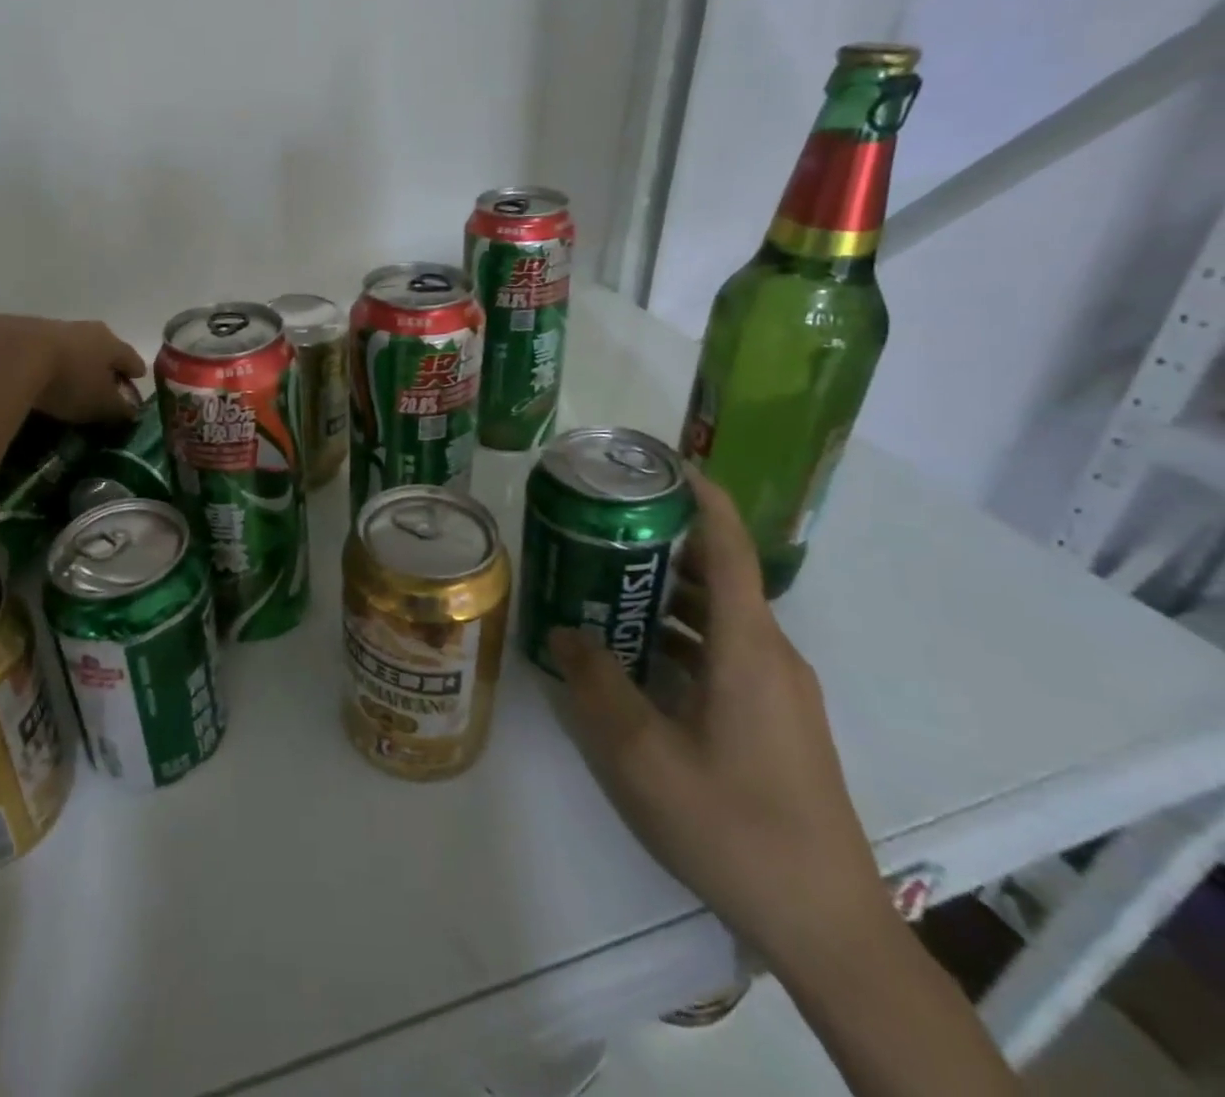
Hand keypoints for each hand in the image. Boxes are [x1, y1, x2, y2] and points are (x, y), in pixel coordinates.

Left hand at [0, 314, 145, 424]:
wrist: (8, 356)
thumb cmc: (69, 382)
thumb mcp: (101, 405)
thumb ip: (120, 409)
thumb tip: (130, 410)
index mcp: (110, 343)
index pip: (131, 358)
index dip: (134, 373)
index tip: (134, 384)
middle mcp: (83, 329)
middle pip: (99, 348)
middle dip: (101, 366)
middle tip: (99, 386)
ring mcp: (48, 326)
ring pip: (67, 347)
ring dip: (68, 363)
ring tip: (62, 385)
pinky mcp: (14, 331)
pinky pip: (35, 351)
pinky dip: (39, 364)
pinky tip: (31, 380)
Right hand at [548, 469, 893, 974]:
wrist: (828, 924)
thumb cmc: (733, 824)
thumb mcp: (641, 754)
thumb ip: (596, 683)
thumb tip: (561, 631)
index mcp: (748, 648)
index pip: (730, 548)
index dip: (701, 498)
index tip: (660, 464)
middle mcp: (771, 654)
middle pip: (720, 575)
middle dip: (664, 543)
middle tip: (601, 528)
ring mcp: (779, 689)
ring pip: (721, 616)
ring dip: (668, 593)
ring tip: (606, 583)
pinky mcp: (776, 718)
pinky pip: (726, 651)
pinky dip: (682, 634)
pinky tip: (638, 656)